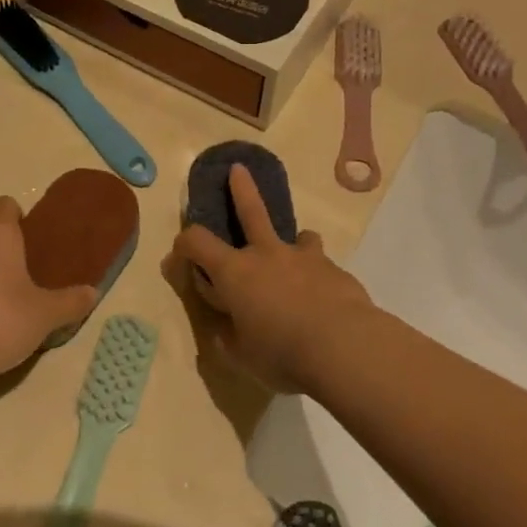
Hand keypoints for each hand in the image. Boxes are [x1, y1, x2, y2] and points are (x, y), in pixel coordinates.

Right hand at [169, 164, 376, 393]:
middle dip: (241, 189)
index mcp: (235, 273)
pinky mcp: (336, 271)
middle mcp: (267, 254)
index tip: (181, 249)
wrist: (345, 347)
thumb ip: (230, 339)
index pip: (198, 242)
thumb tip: (225, 331)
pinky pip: (323, 268)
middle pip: (251, 211)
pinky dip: (320, 278)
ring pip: (300, 237)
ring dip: (296, 243)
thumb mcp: (244, 357)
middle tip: (238, 169)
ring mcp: (305, 258)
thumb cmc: (282, 354)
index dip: (185, 242)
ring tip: (300, 257)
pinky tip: (328, 302)